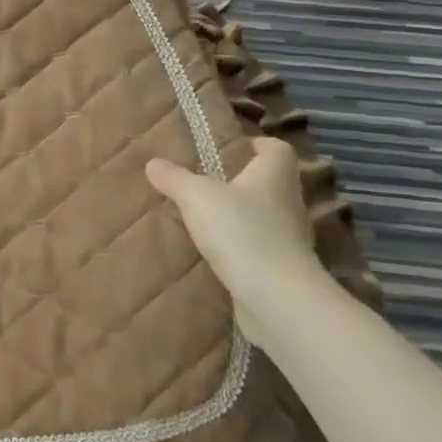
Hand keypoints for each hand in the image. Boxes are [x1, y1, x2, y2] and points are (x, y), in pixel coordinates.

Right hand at [146, 138, 325, 343]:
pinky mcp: (280, 266)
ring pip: (261, 214)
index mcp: (274, 175)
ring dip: (237, 214)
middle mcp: (287, 201)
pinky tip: (211, 249)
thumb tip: (153, 162)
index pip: (276, 148)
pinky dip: (237, 244)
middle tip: (203, 179)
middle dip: (239, 179)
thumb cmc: (242, 232)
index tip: (227, 147)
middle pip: (267, 181)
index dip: (254, 144)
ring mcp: (288, 236)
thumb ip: (174, 178)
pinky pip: (256, 245)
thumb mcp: (197, 197)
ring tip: (201, 215)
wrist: (276, 297)